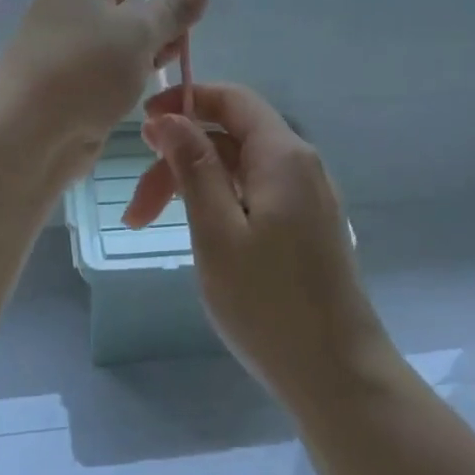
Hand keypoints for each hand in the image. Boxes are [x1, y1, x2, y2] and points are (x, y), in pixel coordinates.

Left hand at [0, 0, 210, 176]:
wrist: (27, 134)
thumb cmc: (84, 70)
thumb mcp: (138, 32)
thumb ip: (173, 8)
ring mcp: (77, 37)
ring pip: (127, 18)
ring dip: (159, 21)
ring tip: (193, 29)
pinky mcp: (81, 71)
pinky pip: (120, 50)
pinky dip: (145, 50)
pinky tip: (168, 60)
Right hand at [128, 82, 390, 405]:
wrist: (338, 374)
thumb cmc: (270, 304)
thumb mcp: (218, 233)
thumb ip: (195, 169)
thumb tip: (172, 118)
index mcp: (282, 156)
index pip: (232, 99)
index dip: (186, 101)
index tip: (143, 126)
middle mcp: (300, 165)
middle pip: (229, 138)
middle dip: (178, 160)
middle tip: (136, 210)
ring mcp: (306, 197)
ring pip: (239, 169)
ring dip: (193, 186)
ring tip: (151, 227)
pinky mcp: (306, 226)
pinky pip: (255, 193)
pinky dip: (218, 203)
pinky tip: (198, 236)